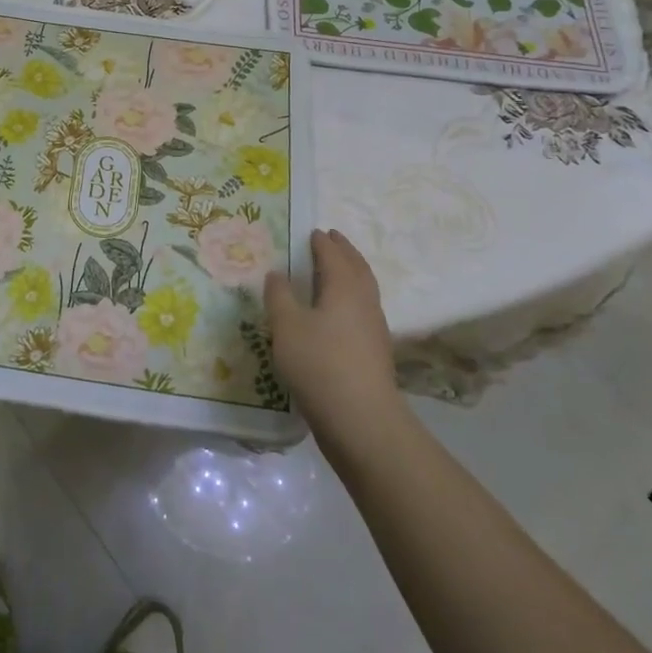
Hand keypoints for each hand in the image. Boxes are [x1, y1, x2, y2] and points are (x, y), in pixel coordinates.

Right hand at [262, 230, 406, 438]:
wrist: (361, 421)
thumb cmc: (319, 364)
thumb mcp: (287, 326)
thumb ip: (279, 296)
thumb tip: (277, 273)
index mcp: (344, 288)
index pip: (334, 256)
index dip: (323, 243)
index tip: (313, 232)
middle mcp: (364, 303)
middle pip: (357, 268)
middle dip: (344, 252)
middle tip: (332, 239)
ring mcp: (374, 330)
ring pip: (364, 290)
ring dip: (351, 274)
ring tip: (334, 271)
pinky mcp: (374, 353)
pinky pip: (362, 311)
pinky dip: (350, 298)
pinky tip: (336, 313)